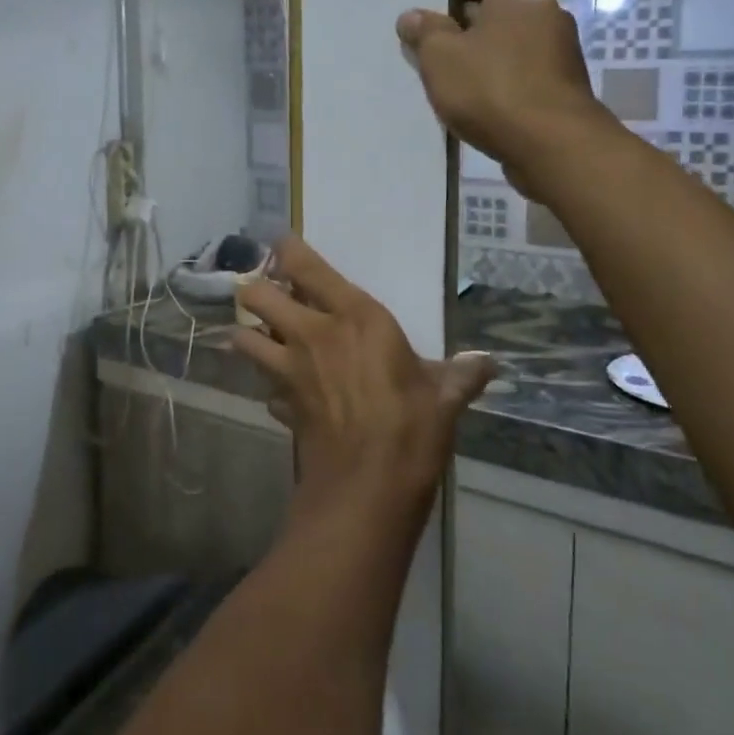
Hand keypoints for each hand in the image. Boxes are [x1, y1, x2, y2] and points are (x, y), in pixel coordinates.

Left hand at [234, 237, 496, 511]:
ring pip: (244, 337)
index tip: (284, 246)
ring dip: (250, 335)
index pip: (303, 265)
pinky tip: (285, 394)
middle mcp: (311, 333)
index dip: (286, 250)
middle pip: (256, 295)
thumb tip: (489, 364)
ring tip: (267, 340)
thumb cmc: (412, 428)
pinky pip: (263, 386)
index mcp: (353, 316)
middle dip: (257, 292)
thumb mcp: (444, 397)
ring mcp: (289, 369)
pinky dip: (269, 387)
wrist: (368, 487)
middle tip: (274, 299)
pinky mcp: (280, 403)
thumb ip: (461, 375)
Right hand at [395, 0, 610, 201]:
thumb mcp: (440, 57)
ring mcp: (559, 48)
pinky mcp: (562, 83)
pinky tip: (477, 100)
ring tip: (450, 77)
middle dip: (463, 22)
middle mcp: (546, 10)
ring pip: (509, 39)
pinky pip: (522, 68)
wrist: (553, 145)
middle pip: (497, 5)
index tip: (428, 10)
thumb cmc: (491, 88)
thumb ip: (425, 32)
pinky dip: (500, 76)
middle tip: (432, 45)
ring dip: (482, 52)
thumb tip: (413, 16)